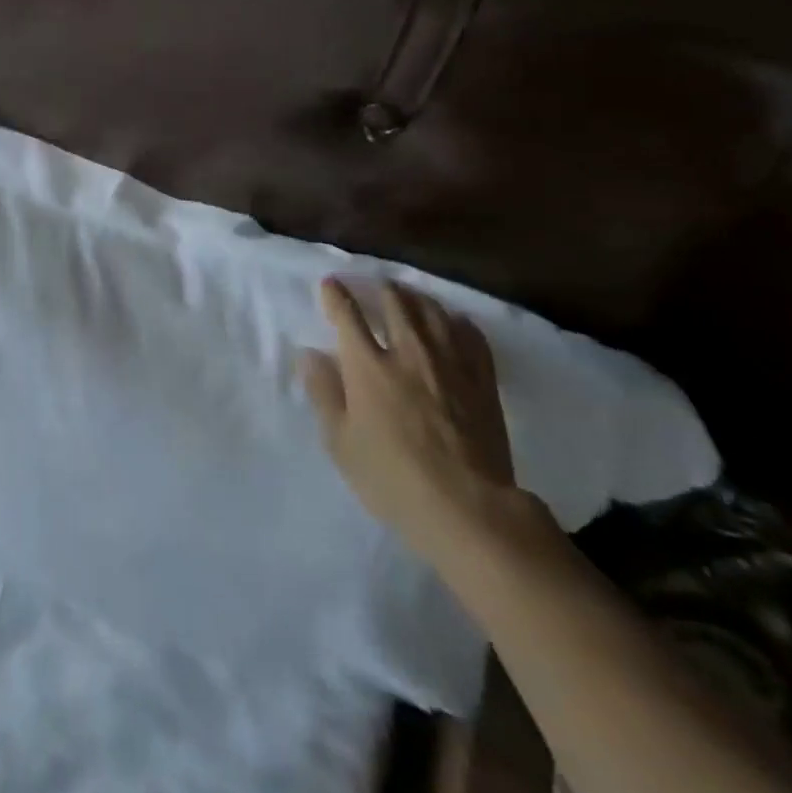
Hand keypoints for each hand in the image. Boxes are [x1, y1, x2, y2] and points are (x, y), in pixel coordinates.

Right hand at [300, 279, 518, 560]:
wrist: (468, 508)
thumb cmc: (392, 478)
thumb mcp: (340, 442)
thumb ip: (323, 392)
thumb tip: (309, 353)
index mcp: (367, 365)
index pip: (347, 314)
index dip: (335, 294)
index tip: (329, 285)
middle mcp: (408, 351)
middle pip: (393, 302)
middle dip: (378, 287)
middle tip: (371, 285)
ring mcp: (449, 363)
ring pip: (431, 311)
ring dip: (414, 297)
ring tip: (406, 295)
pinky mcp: (482, 380)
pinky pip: (470, 335)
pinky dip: (456, 320)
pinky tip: (451, 321)